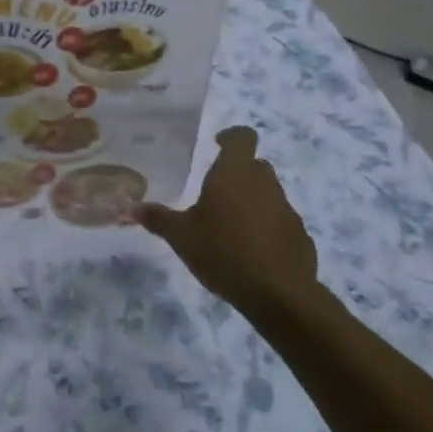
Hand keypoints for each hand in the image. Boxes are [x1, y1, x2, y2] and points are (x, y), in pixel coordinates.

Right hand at [137, 127, 319, 323]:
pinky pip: (280, 222)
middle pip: (254, 165)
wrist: (279, 294)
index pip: (242, 137)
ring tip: (230, 227)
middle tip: (215, 194)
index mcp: (235, 173)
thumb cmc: (224, 252)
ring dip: (252, 202)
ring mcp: (286, 209)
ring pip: (268, 193)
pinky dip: (267, 228)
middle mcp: (264, 183)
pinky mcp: (300, 235)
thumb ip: (158, 219)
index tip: (216, 145)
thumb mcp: (182, 237)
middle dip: (237, 174)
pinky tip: (252, 252)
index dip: (230, 137)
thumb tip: (132, 208)